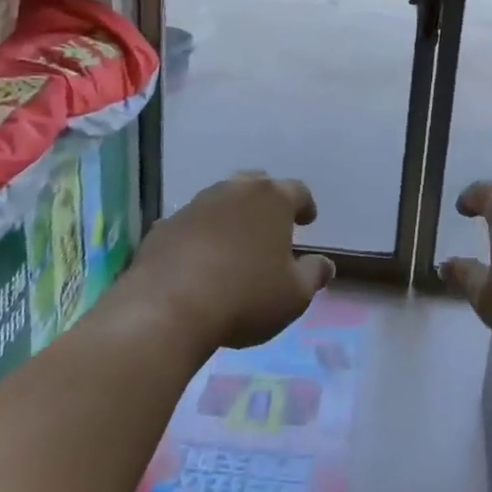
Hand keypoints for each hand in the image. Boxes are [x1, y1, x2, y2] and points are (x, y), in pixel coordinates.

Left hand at [129, 172, 334, 350]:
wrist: (168, 306)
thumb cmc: (246, 296)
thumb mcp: (294, 295)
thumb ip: (314, 275)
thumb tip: (325, 264)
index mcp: (272, 200)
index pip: (297, 191)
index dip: (305, 205)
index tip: (308, 220)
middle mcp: (234, 191)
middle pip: (256, 185)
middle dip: (266, 202)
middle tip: (271, 225)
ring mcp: (196, 205)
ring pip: (221, 200)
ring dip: (231, 216)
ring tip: (235, 243)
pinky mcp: (165, 225)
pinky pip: (191, 224)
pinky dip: (201, 235)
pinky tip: (200, 260)